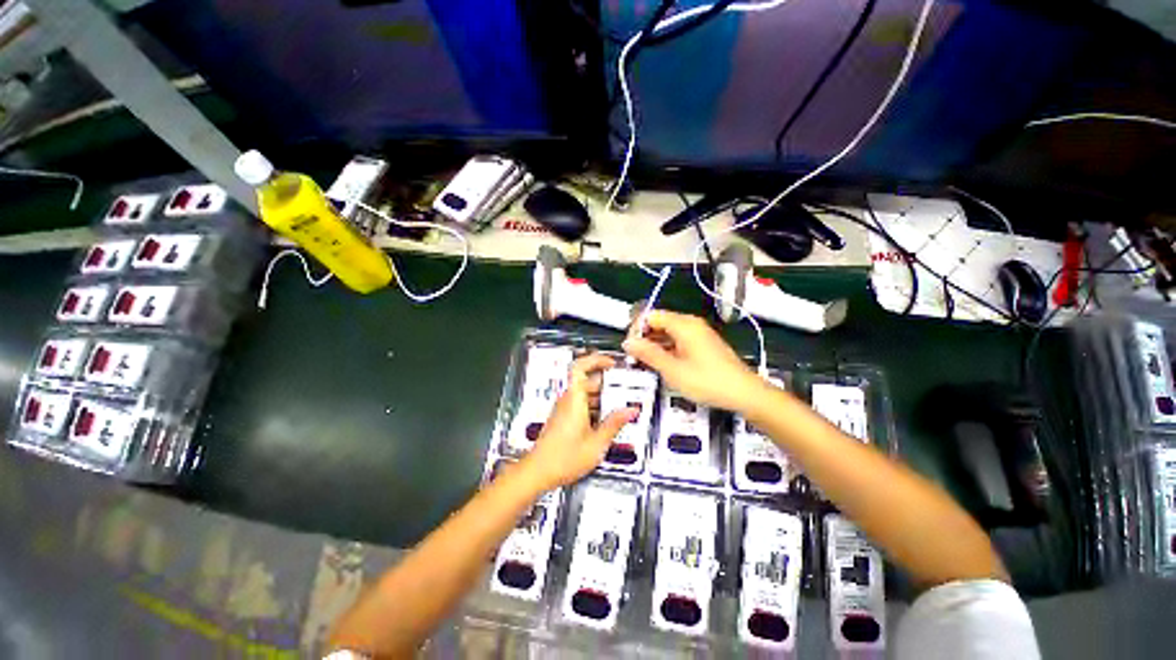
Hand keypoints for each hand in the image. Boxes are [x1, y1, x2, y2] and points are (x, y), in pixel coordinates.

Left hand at [520, 353, 637, 490]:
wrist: (538, 472)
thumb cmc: (564, 458)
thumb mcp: (597, 443)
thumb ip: (615, 424)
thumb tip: (631, 410)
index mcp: (574, 399)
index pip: (580, 366)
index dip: (597, 360)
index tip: (612, 363)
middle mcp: (567, 399)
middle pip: (587, 381)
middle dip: (607, 384)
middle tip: (625, 392)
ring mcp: (564, 408)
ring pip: (585, 393)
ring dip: (602, 398)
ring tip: (619, 409)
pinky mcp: (563, 418)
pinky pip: (581, 404)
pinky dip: (595, 408)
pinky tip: (606, 422)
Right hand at [623, 310, 762, 412]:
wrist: (744, 393)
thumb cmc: (707, 381)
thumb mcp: (672, 370)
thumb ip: (648, 354)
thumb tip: (628, 342)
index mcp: (683, 324)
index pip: (650, 315)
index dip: (636, 329)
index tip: (630, 348)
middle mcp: (690, 324)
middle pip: (659, 322)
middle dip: (644, 338)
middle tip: (634, 358)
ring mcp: (698, 333)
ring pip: (668, 332)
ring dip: (654, 345)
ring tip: (645, 363)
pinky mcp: (702, 343)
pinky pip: (678, 339)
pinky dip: (666, 348)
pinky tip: (662, 364)